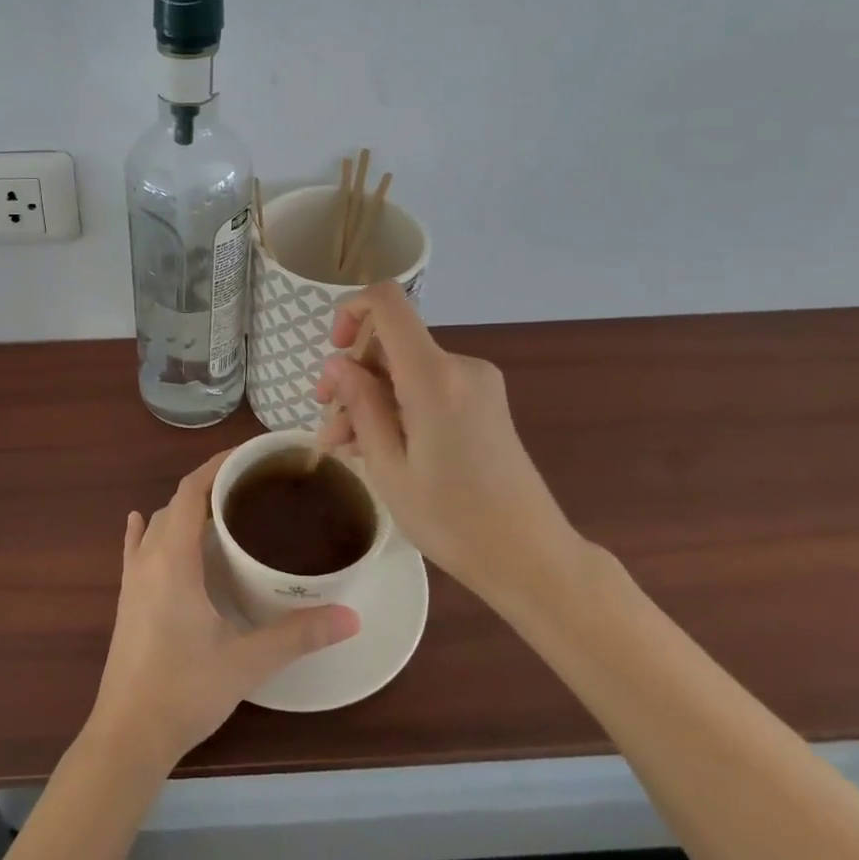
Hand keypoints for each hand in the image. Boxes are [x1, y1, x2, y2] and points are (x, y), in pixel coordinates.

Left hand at [87, 450, 359, 774]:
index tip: (249, 456)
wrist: (127, 736)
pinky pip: (134, 549)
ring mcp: (132, 579)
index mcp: (174, 560)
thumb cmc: (185, 691)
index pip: (192, 491)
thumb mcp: (247, 661)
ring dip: (184, 509)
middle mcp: (149, 559)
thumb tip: (351, 617)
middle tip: (251, 486)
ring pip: (157, 524)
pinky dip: (145, 530)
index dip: (217, 466)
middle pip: (176, 503)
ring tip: (221, 509)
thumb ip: (298, 635)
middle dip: (209, 485)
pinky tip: (141, 522)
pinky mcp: (126, 600)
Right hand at [314, 281, 581, 606]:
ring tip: (344, 446)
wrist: (531, 557)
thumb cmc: (452, 519)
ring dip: (371, 399)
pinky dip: (397, 407)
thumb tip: (337, 362)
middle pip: (392, 342)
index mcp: (435, 376)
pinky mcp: (484, 402)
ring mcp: (477, 383)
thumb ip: (361, 405)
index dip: (352, 310)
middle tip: (327, 423)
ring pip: (405, 370)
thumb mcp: (389, 466)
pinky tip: (376, 445)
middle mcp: (460, 366)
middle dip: (352, 375)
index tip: (334, 352)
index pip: (388, 302)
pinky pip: (427, 386)